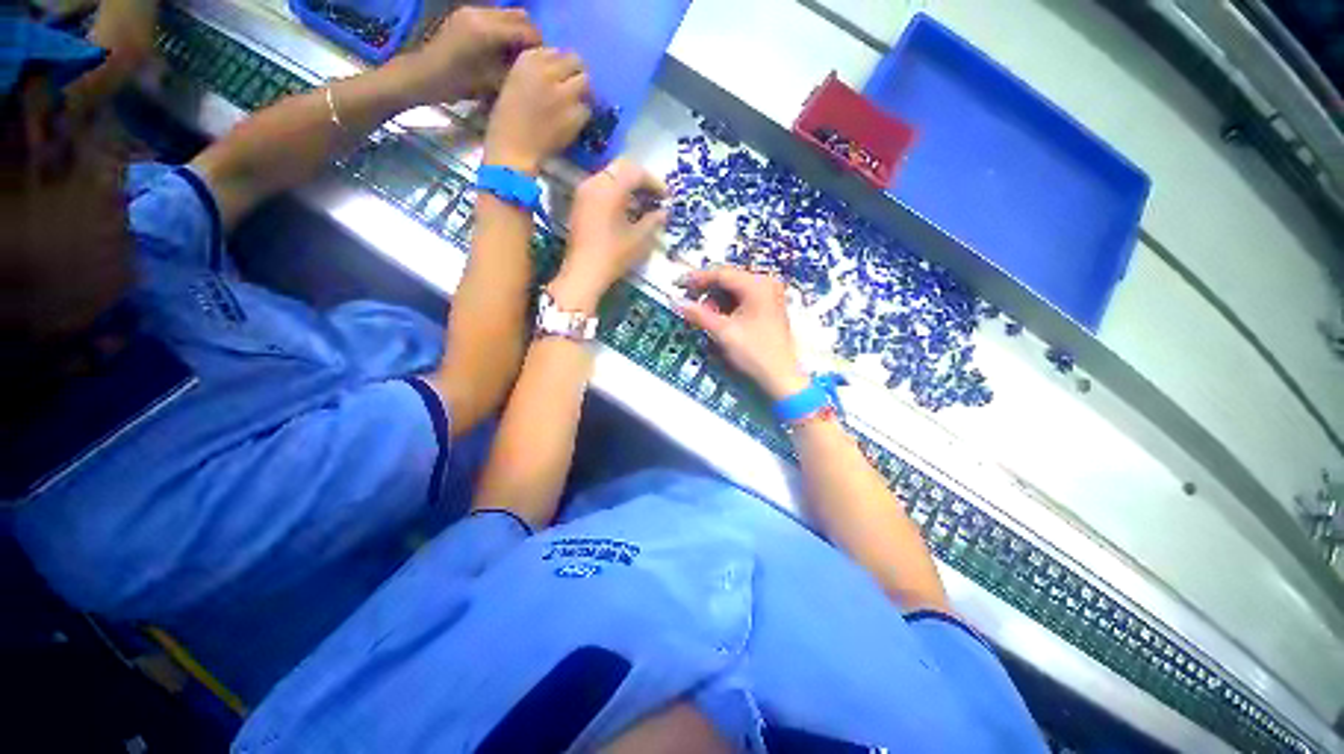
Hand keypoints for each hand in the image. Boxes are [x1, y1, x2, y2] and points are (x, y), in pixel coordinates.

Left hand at [402, 8, 541, 103]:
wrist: (426, 74)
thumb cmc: (460, 85)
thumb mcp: (494, 82)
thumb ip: (517, 69)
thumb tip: (536, 65)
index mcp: (489, 31)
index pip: (528, 31)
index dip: (540, 48)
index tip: (544, 66)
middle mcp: (482, 14)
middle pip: (521, 17)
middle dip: (530, 36)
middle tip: (531, 58)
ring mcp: (472, 11)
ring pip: (508, 14)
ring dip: (517, 31)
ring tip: (516, 54)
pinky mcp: (465, 13)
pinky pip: (494, 16)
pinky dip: (503, 29)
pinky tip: (500, 48)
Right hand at [482, 48, 590, 174]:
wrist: (513, 148)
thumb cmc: (508, 120)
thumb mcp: (516, 84)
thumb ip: (537, 73)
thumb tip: (560, 72)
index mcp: (528, 60)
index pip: (557, 51)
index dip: (562, 65)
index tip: (560, 77)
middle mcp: (548, 71)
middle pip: (576, 62)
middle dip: (577, 74)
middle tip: (576, 89)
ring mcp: (563, 93)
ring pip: (585, 83)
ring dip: (584, 94)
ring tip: (575, 105)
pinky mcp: (574, 115)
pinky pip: (586, 110)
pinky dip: (582, 116)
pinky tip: (573, 123)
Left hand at [548, 160, 667, 312]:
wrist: (584, 272)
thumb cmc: (614, 255)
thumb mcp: (640, 239)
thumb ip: (654, 220)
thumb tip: (664, 212)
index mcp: (610, 188)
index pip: (637, 172)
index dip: (655, 183)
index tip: (667, 197)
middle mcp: (595, 183)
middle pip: (622, 168)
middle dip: (641, 180)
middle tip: (655, 196)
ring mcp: (584, 192)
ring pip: (610, 176)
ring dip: (628, 185)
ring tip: (643, 204)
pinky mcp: (579, 203)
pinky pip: (600, 186)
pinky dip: (615, 192)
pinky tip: (626, 210)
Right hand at [677, 267, 809, 400]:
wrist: (781, 377)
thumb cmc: (755, 353)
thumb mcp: (723, 332)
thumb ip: (698, 314)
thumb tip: (676, 302)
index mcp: (757, 285)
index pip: (720, 273)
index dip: (696, 278)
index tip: (677, 285)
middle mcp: (765, 284)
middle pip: (727, 280)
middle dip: (706, 293)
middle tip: (689, 305)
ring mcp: (768, 295)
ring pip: (733, 291)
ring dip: (715, 302)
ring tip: (705, 319)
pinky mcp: (768, 307)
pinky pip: (741, 300)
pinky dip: (726, 308)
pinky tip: (718, 320)